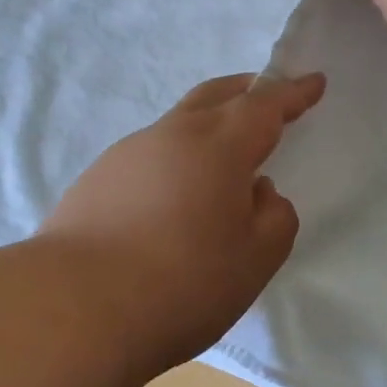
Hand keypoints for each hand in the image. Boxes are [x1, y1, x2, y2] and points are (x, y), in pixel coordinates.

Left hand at [41, 72, 324, 376]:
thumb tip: (258, 191)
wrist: (74, 306)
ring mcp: (127, 153)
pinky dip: (173, 159)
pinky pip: (149, 154)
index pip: (264, 105)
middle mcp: (170, 135)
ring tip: (220, 162)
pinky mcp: (96, 178)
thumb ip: (273, 217)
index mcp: (217, 146)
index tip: (313, 81)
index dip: (293, 93)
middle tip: (266, 96)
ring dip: (206, 127)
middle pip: (214, 96)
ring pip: (177, 124)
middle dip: (246, 91)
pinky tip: (171, 197)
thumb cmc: (181, 283)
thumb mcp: (254, 259)